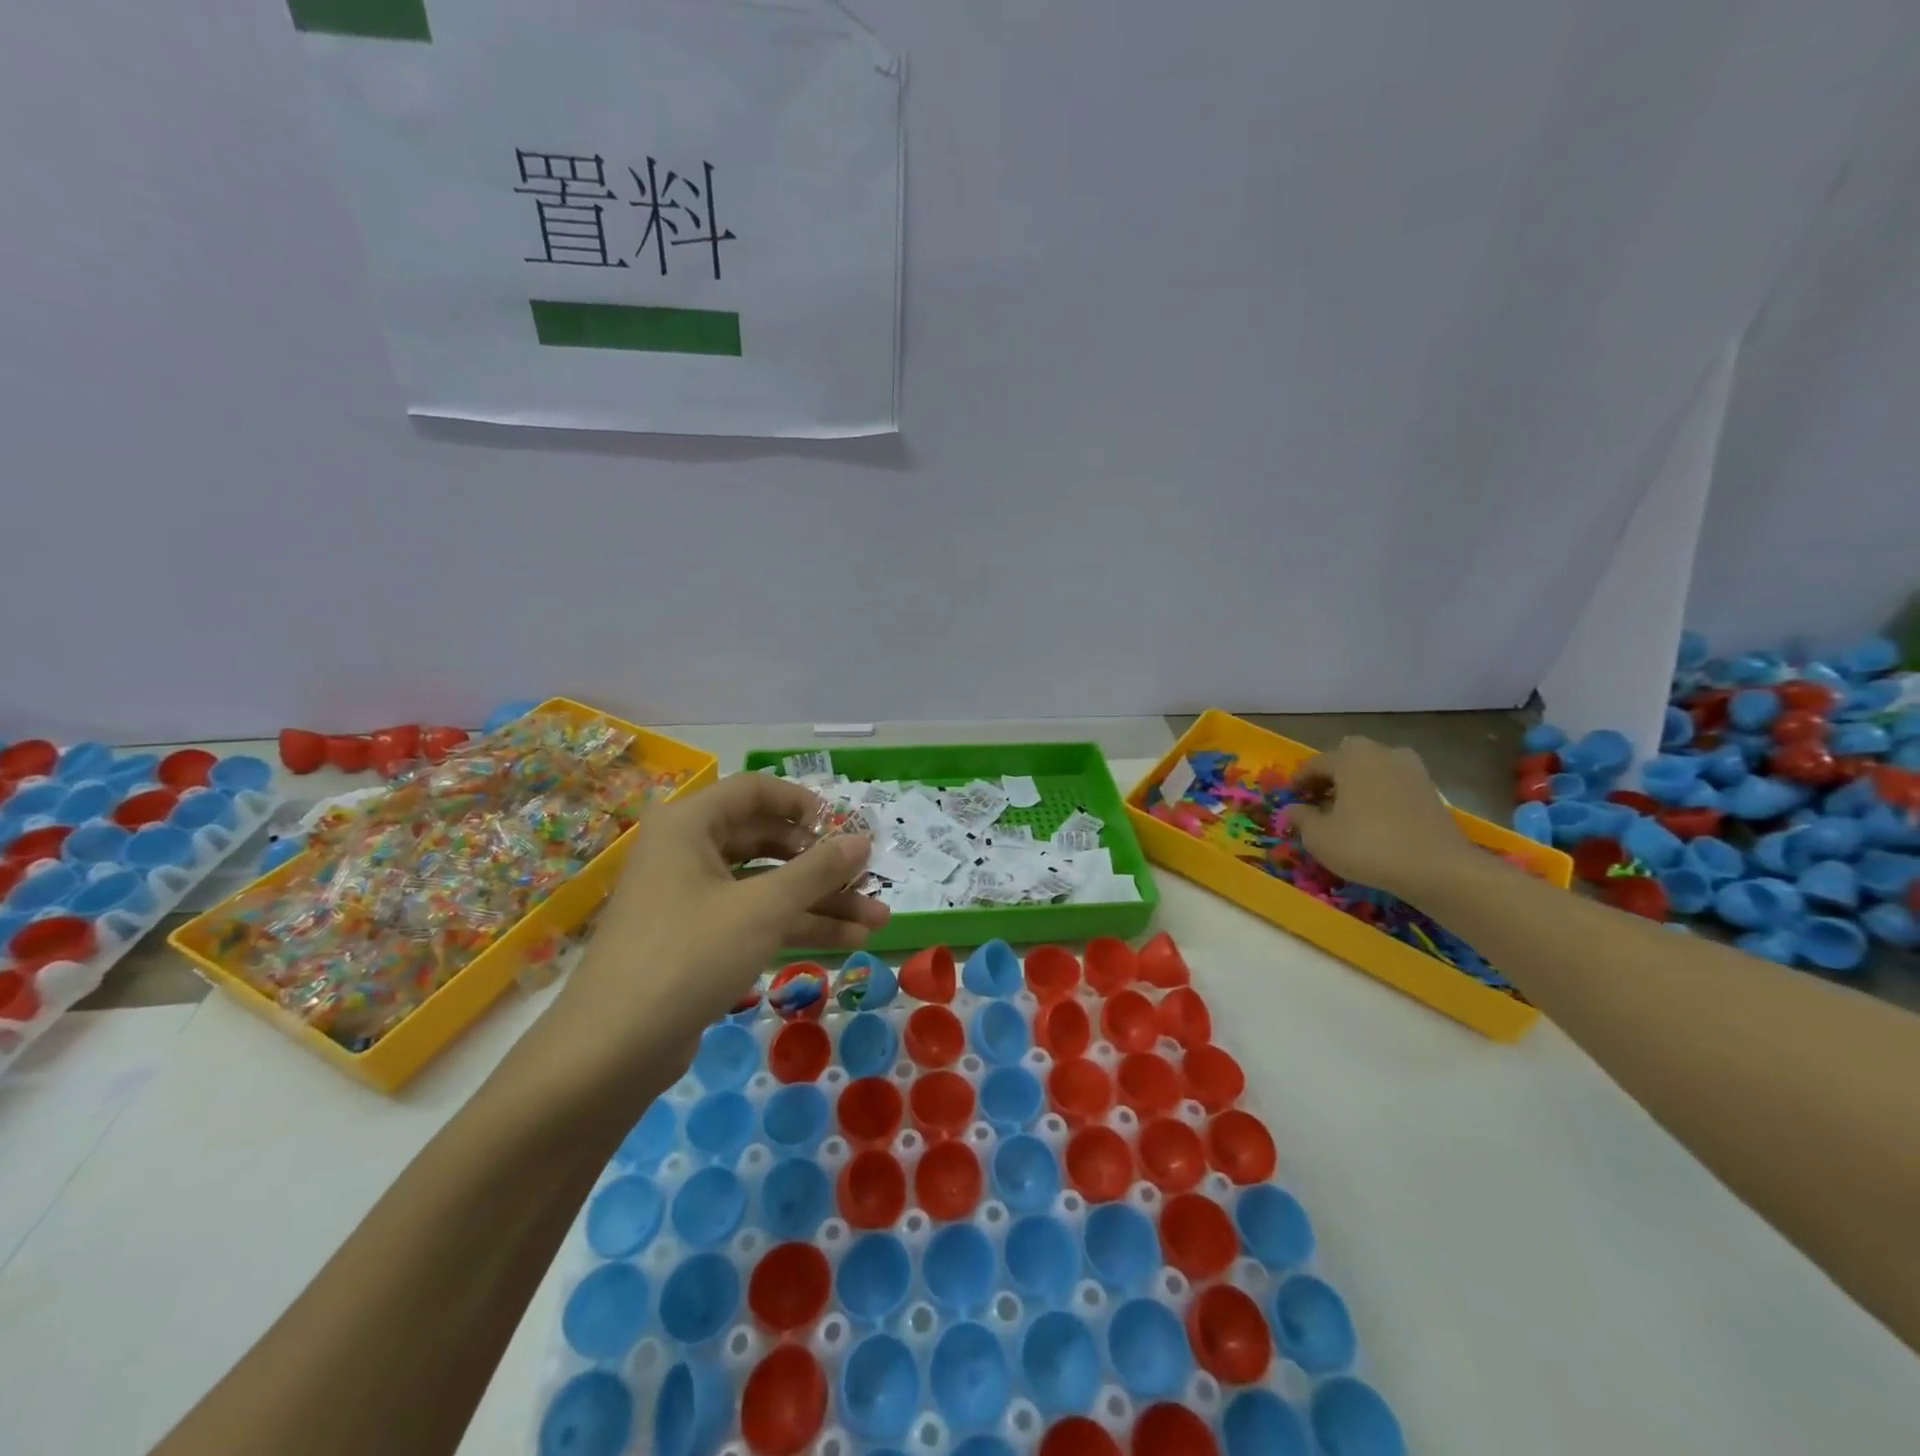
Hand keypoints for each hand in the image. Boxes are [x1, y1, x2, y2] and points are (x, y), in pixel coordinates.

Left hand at [537, 773, 888, 1088]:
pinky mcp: (698, 940)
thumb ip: (818, 870)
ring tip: (877, 919)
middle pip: (768, 841)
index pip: (757, 792)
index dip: (806, 804)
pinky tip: (848, 941)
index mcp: (690, 825)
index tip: (846, 829)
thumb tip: (863, 840)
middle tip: (868, 879)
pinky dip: (797, 926)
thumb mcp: (763, 908)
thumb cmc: (689, 955)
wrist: (612, 1051)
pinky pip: (755, 917)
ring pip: (767, 885)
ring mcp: (692, 898)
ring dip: (821, 901)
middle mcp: (688, 852)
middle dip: (823, 864)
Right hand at [1287, 737, 1473, 900]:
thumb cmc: (1367, 845)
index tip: (1290, 799)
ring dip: (1358, 783)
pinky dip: (1380, 795)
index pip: (1315, 763)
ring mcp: (1412, 770)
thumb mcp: (1319, 837)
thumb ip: (1301, 818)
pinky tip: (1374, 820)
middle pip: (1348, 757)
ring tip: (1348, 810)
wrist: (1438, 868)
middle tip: (1320, 799)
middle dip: (1332, 775)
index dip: (1298, 781)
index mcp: (1351, 758)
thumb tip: (1292, 810)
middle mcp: (1382, 754)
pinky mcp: (1431, 790)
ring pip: (1374, 769)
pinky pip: (1394, 785)